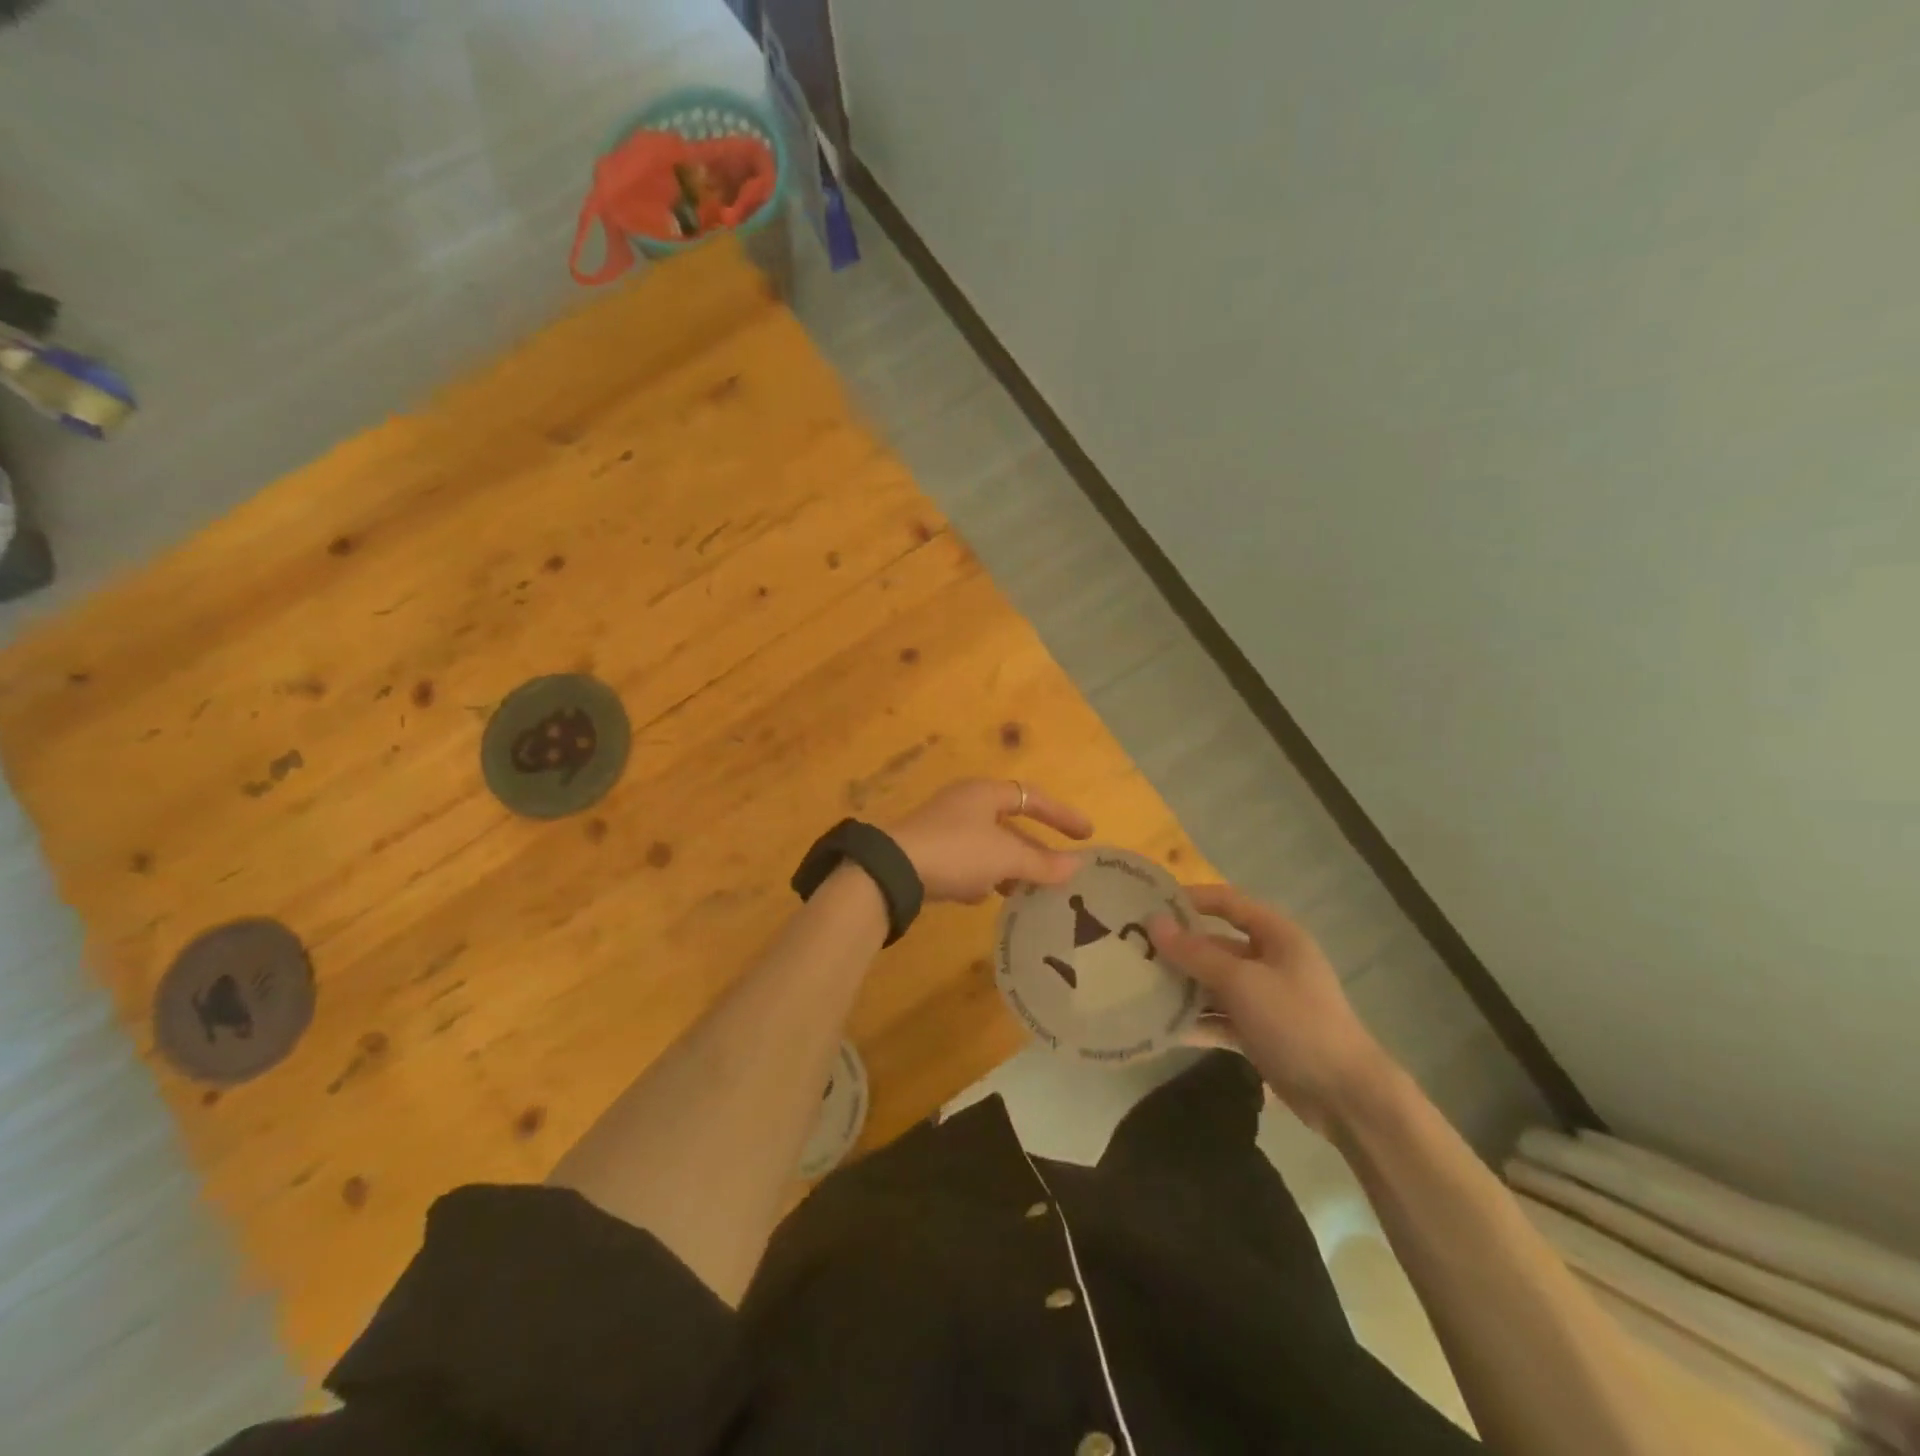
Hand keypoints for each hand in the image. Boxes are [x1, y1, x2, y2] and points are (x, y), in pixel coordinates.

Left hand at [888, 778, 1091, 904]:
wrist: (892, 871)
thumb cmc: (957, 852)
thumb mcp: (1005, 857)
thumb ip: (1042, 862)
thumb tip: (1077, 866)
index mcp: (984, 793)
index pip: (1032, 797)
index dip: (1061, 815)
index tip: (1086, 836)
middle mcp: (964, 804)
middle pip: (1009, 824)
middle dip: (1034, 848)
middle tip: (1058, 870)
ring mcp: (943, 828)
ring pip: (988, 846)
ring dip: (1009, 866)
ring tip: (1027, 890)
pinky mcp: (928, 853)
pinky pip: (965, 862)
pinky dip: (981, 877)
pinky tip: (984, 897)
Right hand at [1147, 884, 1397, 1135]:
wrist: (1347, 1096)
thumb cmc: (1296, 1022)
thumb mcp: (1242, 983)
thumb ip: (1195, 953)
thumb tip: (1153, 921)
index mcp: (1276, 935)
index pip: (1227, 902)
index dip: (1190, 899)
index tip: (1148, 903)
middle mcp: (1270, 961)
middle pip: (1215, 945)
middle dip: (1177, 948)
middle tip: (1131, 949)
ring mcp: (1265, 999)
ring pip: (1213, 983)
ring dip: (1181, 986)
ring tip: (1136, 985)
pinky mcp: (1259, 1033)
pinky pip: (1218, 1017)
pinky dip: (1194, 1021)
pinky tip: (1158, 1026)